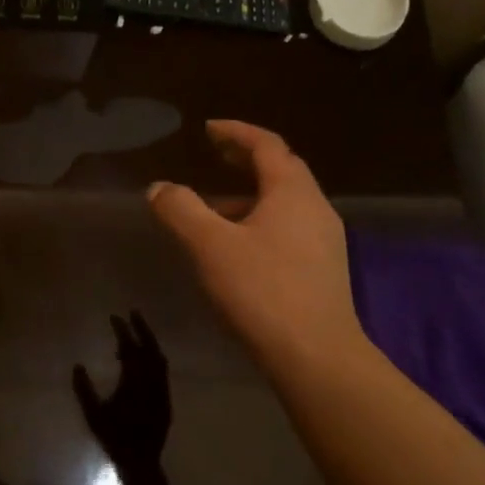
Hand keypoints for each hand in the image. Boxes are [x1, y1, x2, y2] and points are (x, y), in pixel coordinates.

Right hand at [73, 313, 174, 484]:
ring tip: (136, 335)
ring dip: (149, 343)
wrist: (140, 460)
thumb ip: (84, 389)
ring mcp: (163, 390)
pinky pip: (162, 371)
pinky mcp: (167, 399)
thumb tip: (77, 366)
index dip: (122, 331)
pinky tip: (143, 361)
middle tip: (132, 313)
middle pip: (150, 348)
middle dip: (142, 328)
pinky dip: (153, 359)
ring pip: (160, 359)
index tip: (114, 317)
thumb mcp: (93, 414)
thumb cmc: (114, 438)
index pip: (129, 348)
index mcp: (134, 382)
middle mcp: (152, 382)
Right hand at [147, 120, 364, 375]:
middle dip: (247, 160)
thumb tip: (159, 188)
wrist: (315, 354)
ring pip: (285, 205)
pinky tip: (240, 250)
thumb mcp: (210, 246)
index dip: (236, 132)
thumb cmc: (262, 291)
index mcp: (293, 192)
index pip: (267, 145)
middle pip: (282, 171)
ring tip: (215, 209)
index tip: (209, 129)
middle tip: (216, 157)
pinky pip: (289, 231)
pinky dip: (261, 223)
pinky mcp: (323, 271)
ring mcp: (325, 241)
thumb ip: (181, 210)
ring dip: (251, 197)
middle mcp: (316, 208)